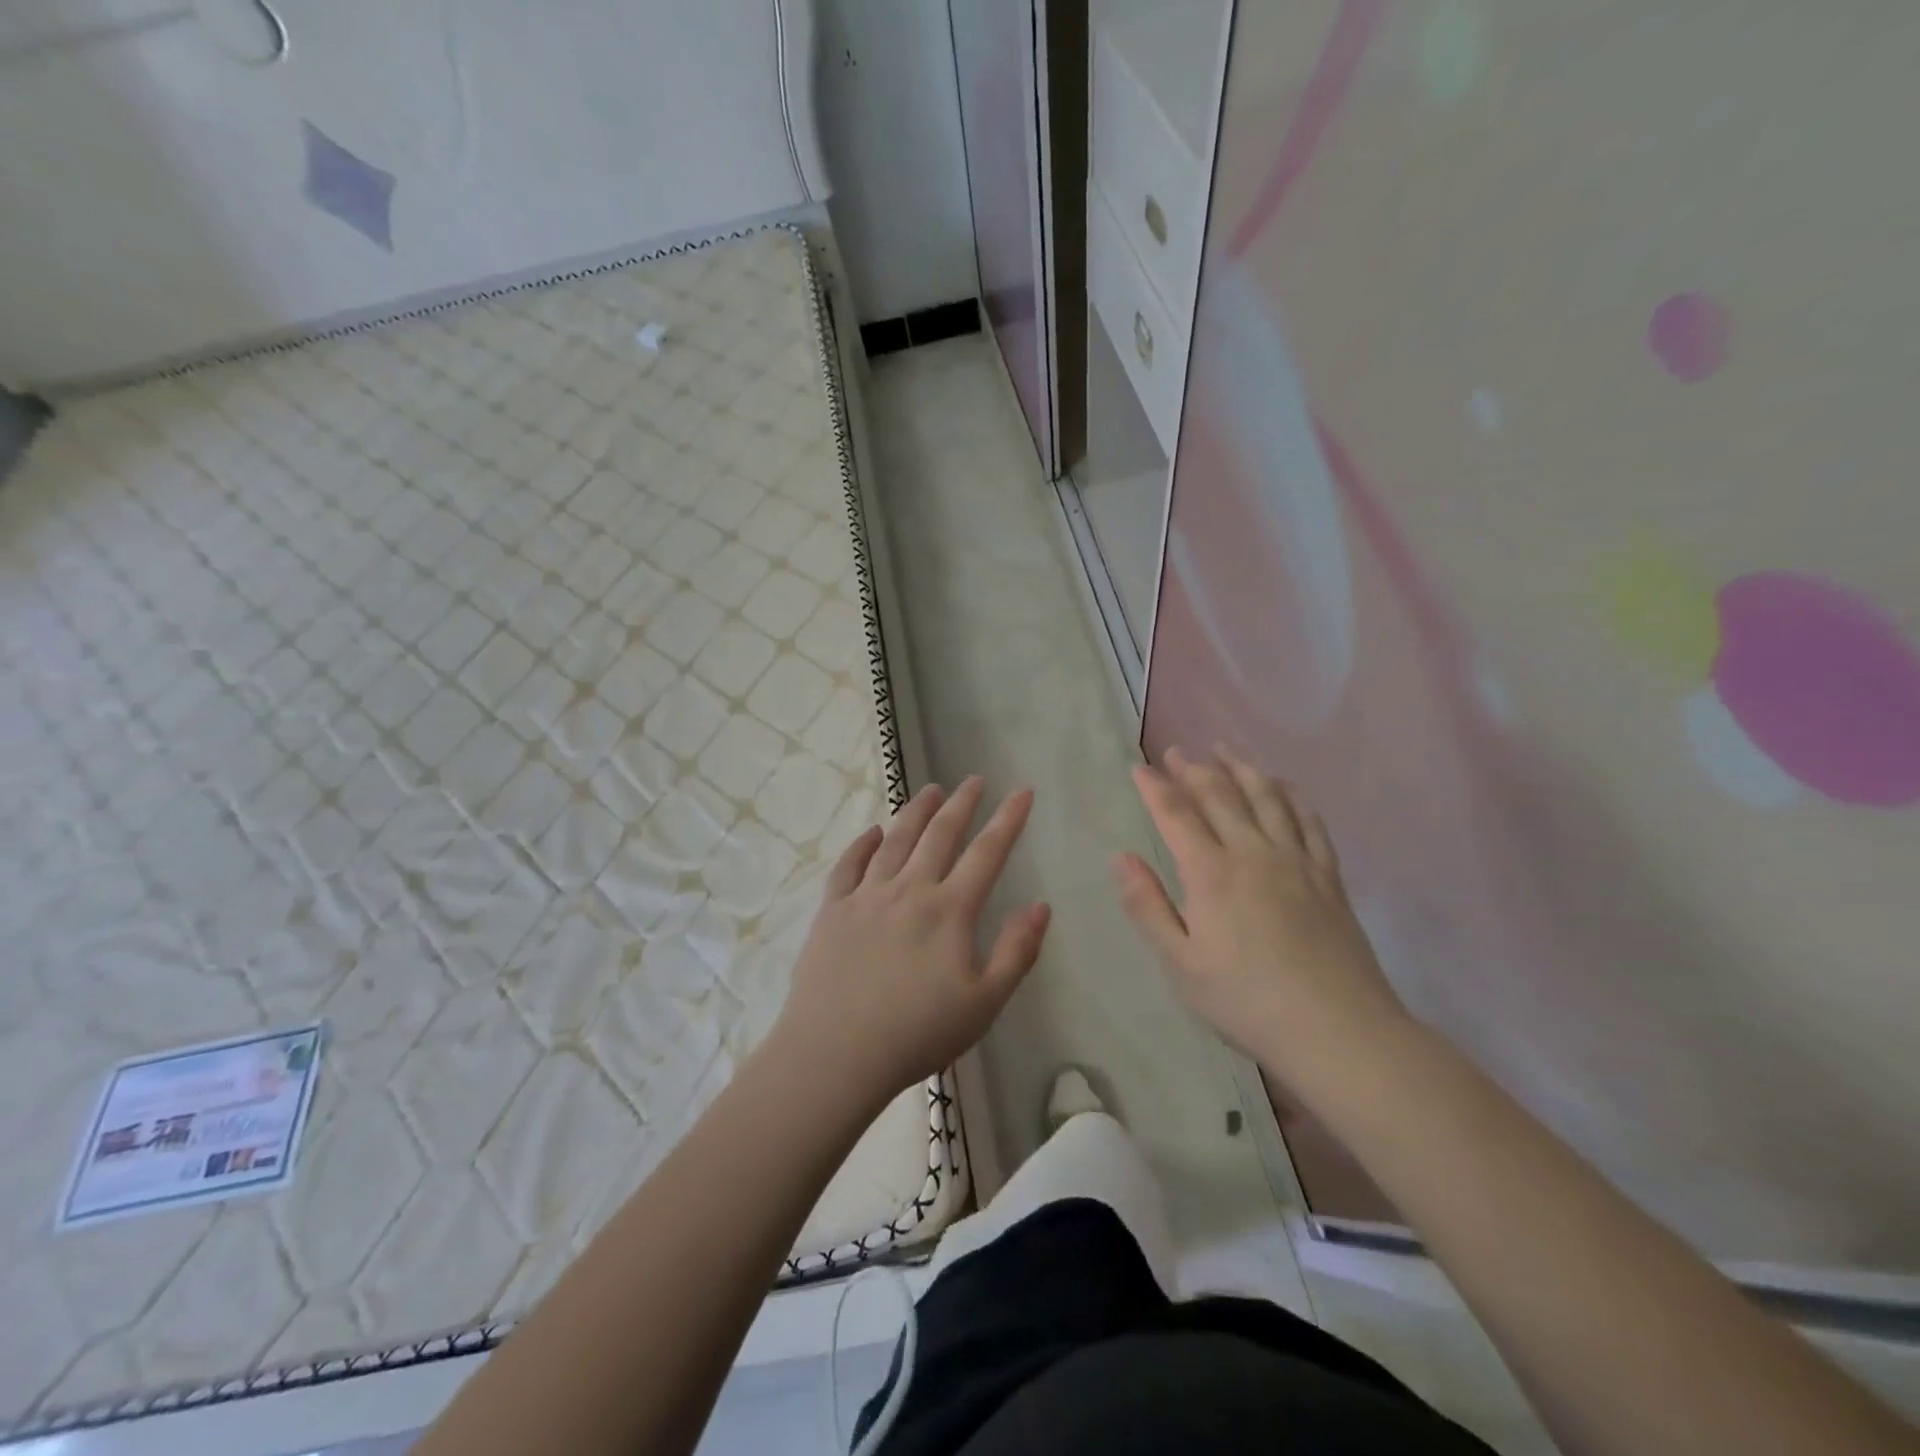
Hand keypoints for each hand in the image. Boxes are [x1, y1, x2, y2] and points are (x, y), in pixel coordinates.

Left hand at [769, 778, 1049, 1104]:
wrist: (836, 1053)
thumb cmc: (918, 1033)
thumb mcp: (985, 1003)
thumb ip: (1017, 952)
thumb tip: (1041, 906)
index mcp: (949, 910)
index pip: (987, 853)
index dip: (1008, 820)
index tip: (1021, 791)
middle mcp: (909, 890)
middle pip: (940, 835)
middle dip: (961, 804)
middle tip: (974, 780)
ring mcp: (866, 896)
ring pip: (895, 841)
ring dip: (915, 812)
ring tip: (930, 790)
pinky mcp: (833, 910)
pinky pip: (849, 865)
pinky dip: (863, 843)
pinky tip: (872, 832)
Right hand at [1115, 748, 1406, 1081]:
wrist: (1337, 1029)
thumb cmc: (1246, 1000)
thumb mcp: (1180, 964)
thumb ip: (1148, 907)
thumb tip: (1122, 858)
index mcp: (1211, 873)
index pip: (1176, 814)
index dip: (1155, 787)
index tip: (1139, 767)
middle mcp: (1252, 853)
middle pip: (1220, 795)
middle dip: (1193, 769)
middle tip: (1176, 752)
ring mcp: (1296, 860)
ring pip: (1266, 797)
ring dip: (1241, 768)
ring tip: (1224, 751)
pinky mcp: (1327, 875)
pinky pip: (1309, 820)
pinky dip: (1291, 795)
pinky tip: (1282, 786)